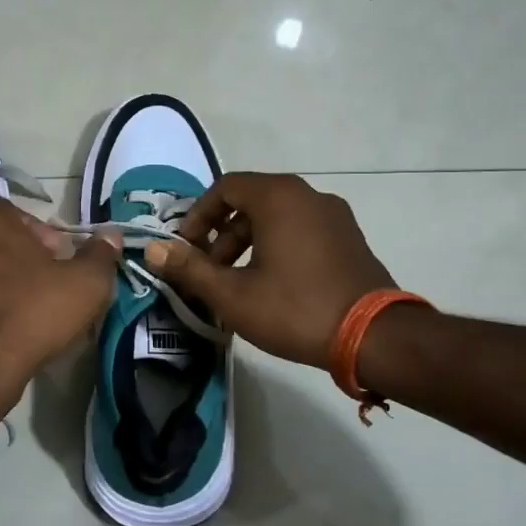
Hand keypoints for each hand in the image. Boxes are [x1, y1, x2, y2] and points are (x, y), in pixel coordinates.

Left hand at [0, 200, 121, 395]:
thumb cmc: (34, 312)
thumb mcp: (86, 283)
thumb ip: (101, 254)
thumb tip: (111, 235)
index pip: (16, 210)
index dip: (42, 229)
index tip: (61, 255)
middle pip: (4, 239)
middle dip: (31, 256)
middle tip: (56, 282)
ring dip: (14, 282)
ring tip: (41, 307)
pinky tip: (18, 327)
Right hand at [143, 172, 395, 367]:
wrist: (373, 337)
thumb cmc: (295, 309)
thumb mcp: (232, 294)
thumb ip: (189, 268)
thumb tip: (152, 249)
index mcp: (279, 197)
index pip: (225, 187)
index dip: (198, 216)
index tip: (186, 249)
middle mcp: (308, 195)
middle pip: (251, 201)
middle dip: (222, 234)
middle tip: (209, 271)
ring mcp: (334, 216)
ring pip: (276, 217)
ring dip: (248, 243)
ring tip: (237, 283)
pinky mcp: (349, 238)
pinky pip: (301, 230)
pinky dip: (277, 247)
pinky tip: (272, 285)